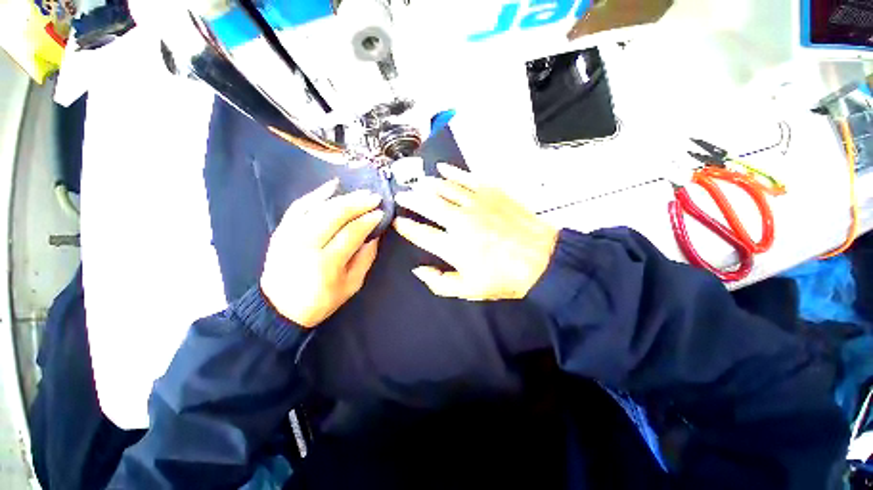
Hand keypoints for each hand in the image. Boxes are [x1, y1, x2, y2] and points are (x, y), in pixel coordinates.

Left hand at [261, 180, 383, 327]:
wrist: (279, 308)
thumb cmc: (320, 301)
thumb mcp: (351, 286)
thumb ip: (365, 259)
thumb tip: (374, 234)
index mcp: (325, 263)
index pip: (351, 233)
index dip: (368, 221)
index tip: (381, 213)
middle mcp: (305, 245)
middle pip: (334, 215)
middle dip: (358, 203)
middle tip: (375, 197)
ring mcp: (290, 235)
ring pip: (319, 208)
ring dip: (343, 197)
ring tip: (361, 193)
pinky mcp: (281, 230)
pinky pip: (299, 206)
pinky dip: (316, 194)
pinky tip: (333, 186)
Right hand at [393, 164, 558, 300]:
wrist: (541, 259)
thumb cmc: (504, 277)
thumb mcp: (469, 290)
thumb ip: (439, 282)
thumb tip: (418, 270)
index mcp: (453, 246)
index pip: (420, 233)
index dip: (406, 227)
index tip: (398, 221)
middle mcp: (460, 221)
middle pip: (427, 204)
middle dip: (410, 199)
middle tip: (401, 196)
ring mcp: (476, 203)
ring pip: (444, 187)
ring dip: (427, 184)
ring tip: (417, 183)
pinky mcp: (491, 192)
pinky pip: (466, 177)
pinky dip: (452, 171)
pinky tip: (443, 168)